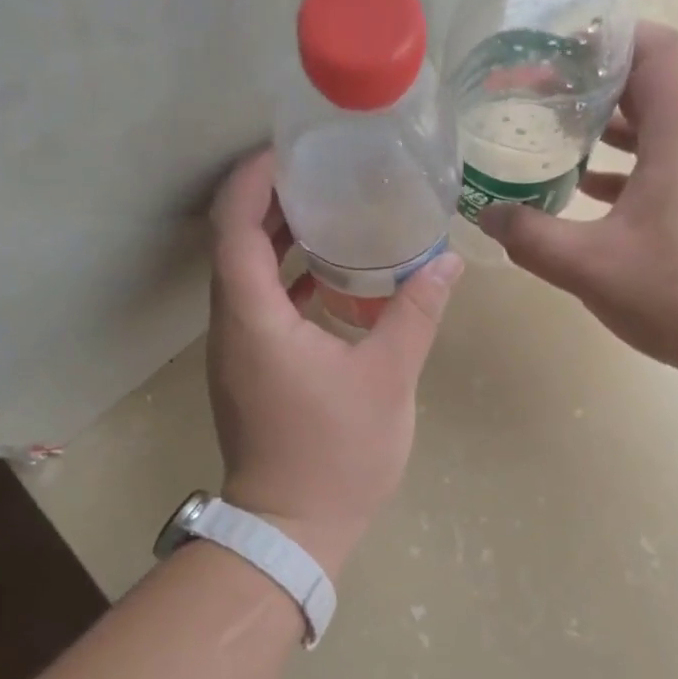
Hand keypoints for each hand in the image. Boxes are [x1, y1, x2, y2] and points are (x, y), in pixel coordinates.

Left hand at [207, 148, 462, 576]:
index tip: (291, 150)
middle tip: (322, 172)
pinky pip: (258, 306)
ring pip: (244, 275)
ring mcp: (235, 351)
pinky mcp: (248, 371)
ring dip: (277, 239)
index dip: (255, 178)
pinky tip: (329, 277)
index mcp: (254, 317)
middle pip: (234, 242)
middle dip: (271, 200)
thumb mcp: (387, 379)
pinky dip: (285, 280)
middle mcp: (231, 326)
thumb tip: (446, 261)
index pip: (235, 224)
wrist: (293, 528)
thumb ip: (415, 314)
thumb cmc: (336, 454)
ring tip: (329, 211)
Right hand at [479, 22, 677, 387]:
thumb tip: (488, 213)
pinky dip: (619, 172)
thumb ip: (531, 236)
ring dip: (603, 132)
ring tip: (549, 139)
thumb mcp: (589, 265)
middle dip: (592, 85)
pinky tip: (580, 196)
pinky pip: (658, 171)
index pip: (656, 50)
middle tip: (536, 95)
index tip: (558, 49)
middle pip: (648, 88)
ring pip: (652, 133)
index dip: (610, 36)